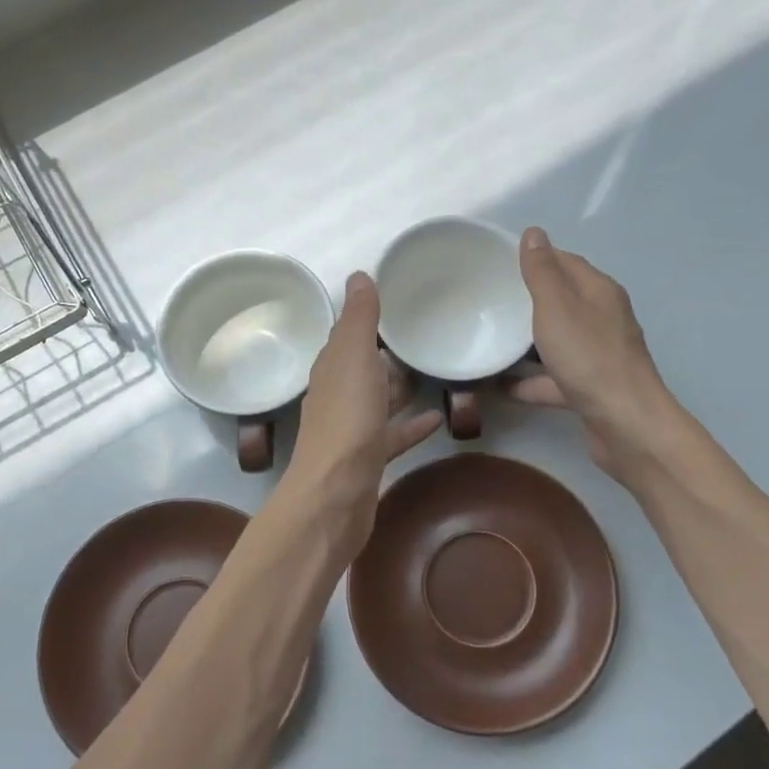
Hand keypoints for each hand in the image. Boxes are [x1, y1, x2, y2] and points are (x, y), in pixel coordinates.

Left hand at [288, 273, 442, 558]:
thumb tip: (358, 275)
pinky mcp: (368, 459)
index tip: (396, 303)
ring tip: (431, 372)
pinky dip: (411, 425)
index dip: (366, 320)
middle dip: (385, 354)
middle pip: (362, 369)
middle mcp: (337, 396)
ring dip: (398, 388)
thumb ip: (360, 319)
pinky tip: (437, 419)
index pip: (346, 337)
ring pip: (377, 401)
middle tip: (421, 336)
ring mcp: (352, 430)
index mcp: (331, 369)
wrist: (336, 494)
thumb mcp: (355, 358)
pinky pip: (393, 435)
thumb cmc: (347, 420)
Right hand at [509, 227, 675, 481]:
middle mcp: (603, 318)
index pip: (566, 261)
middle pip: (563, 300)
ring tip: (492, 337)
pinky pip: (554, 377)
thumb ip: (542, 271)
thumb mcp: (557, 307)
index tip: (499, 262)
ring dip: (528, 340)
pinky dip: (530, 379)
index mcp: (599, 292)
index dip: (536, 257)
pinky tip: (500, 385)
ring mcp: (599, 355)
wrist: (625, 424)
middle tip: (490, 299)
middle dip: (529, 298)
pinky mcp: (591, 388)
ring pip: (558, 340)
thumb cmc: (589, 358)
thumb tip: (534, 232)